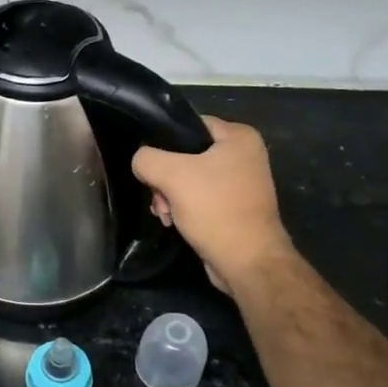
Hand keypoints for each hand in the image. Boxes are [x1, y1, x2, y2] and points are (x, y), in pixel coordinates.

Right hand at [133, 116, 293, 295]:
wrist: (246, 261)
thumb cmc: (215, 209)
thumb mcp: (172, 175)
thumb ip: (147, 159)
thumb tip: (141, 161)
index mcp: (239, 137)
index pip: (189, 125)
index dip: (164, 141)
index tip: (149, 163)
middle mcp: (244, 155)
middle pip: (186, 155)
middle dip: (165, 177)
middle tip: (158, 197)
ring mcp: (241, 183)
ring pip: (189, 178)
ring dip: (170, 195)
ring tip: (164, 213)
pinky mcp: (234, 207)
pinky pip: (200, 198)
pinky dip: (183, 207)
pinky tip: (173, 221)